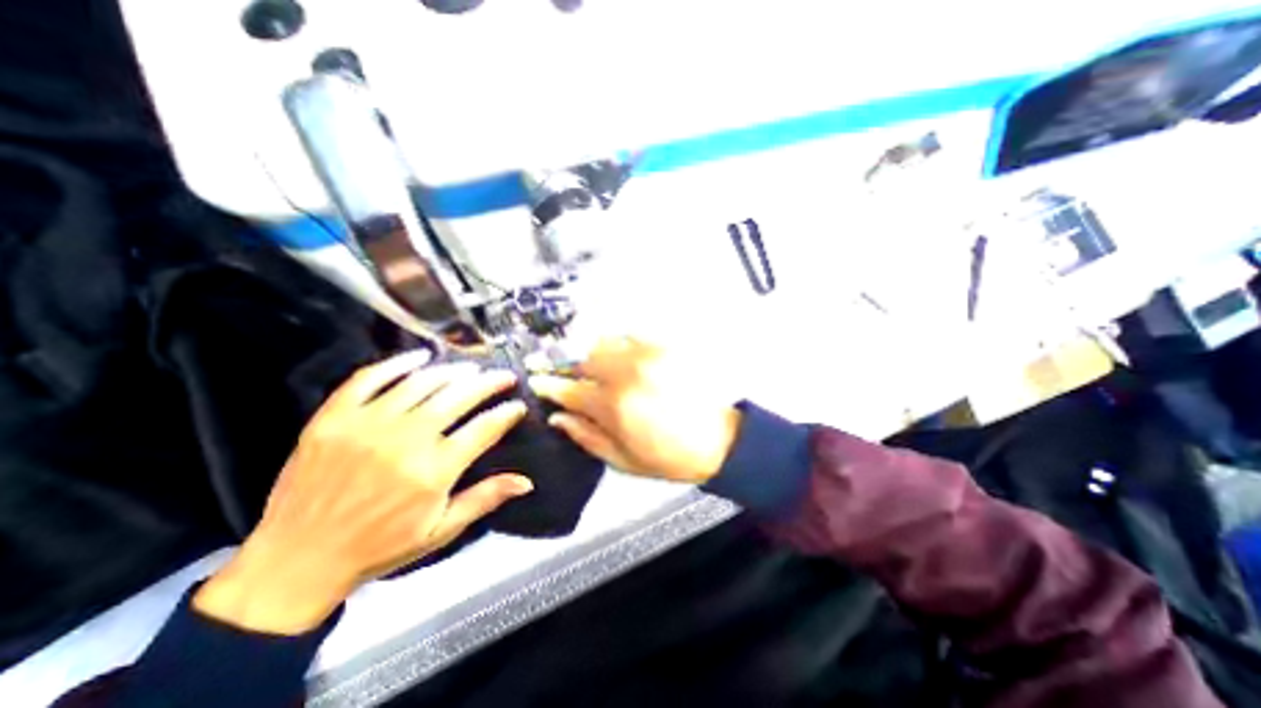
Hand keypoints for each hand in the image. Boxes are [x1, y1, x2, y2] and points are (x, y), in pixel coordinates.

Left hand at [193, 354, 528, 634]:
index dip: (507, 413)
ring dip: (452, 371)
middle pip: (458, 397)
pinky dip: (396, 363)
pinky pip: (368, 379)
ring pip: (421, 383)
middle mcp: (404, 441)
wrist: (295, 563)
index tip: (518, 405)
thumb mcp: (440, 531)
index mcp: (433, 471)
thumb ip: (484, 500)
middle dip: (489, 383)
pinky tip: (419, 357)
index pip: (484, 428)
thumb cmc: (379, 548)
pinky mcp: (333, 418)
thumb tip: (527, 482)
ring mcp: (366, 425)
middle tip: (504, 376)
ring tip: (471, 368)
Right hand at [528, 336, 741, 483]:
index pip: (569, 389)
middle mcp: (626, 374)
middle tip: (559, 370)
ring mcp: (646, 356)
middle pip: (582, 359)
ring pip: (603, 343)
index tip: (535, 379)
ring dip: (590, 352)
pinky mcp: (663, 348)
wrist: (718, 441)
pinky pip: (630, 335)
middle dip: (566, 364)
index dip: (548, 384)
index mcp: (614, 406)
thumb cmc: (667, 457)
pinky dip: (616, 343)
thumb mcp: (622, 460)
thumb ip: (585, 436)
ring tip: (589, 364)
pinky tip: (617, 354)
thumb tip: (557, 416)